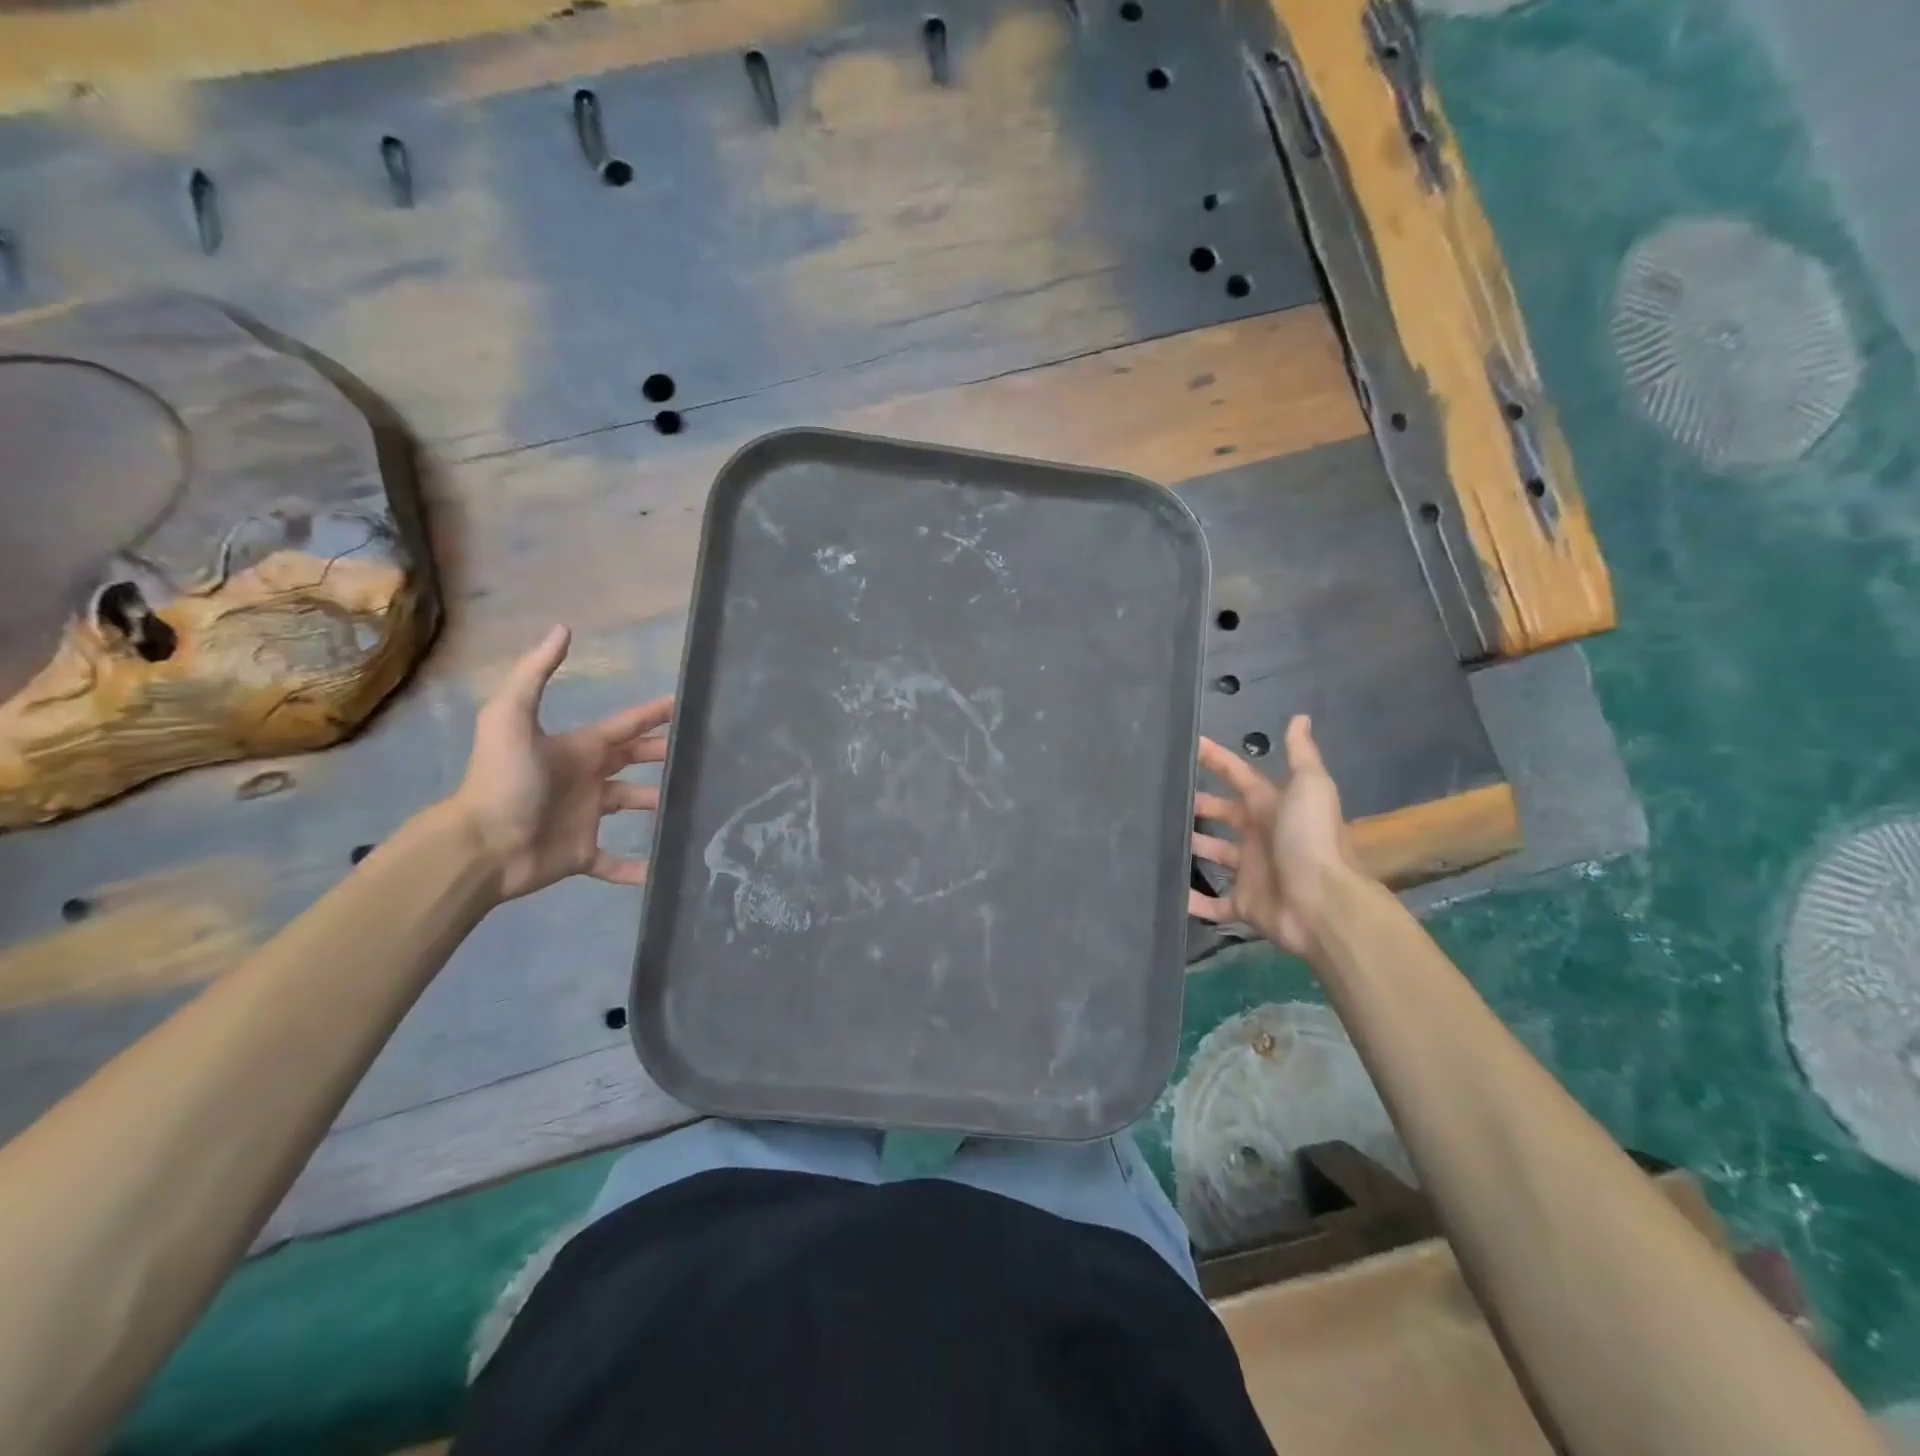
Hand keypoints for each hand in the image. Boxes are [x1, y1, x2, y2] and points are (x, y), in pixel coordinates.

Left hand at [449, 626, 672, 901]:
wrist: (480, 846)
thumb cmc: (503, 781)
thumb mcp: (511, 717)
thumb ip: (535, 673)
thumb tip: (562, 628)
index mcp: (578, 749)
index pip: (624, 726)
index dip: (652, 714)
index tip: (685, 706)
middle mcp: (588, 780)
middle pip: (634, 762)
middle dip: (662, 754)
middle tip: (700, 753)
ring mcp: (586, 818)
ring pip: (632, 806)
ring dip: (658, 806)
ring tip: (694, 805)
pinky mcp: (583, 854)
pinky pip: (616, 863)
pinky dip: (637, 869)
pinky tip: (663, 871)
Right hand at [1188, 715, 1359, 957]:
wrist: (1323, 904)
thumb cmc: (1311, 840)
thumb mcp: (1310, 787)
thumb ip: (1301, 754)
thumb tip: (1300, 717)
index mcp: (1271, 807)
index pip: (1239, 777)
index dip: (1217, 760)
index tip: (1188, 746)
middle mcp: (1259, 836)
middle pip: (1223, 815)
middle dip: (1198, 805)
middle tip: (1164, 796)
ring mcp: (1250, 872)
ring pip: (1214, 854)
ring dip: (1191, 847)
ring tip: (1156, 836)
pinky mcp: (1243, 904)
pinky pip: (1212, 904)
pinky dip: (1192, 901)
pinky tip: (1167, 890)